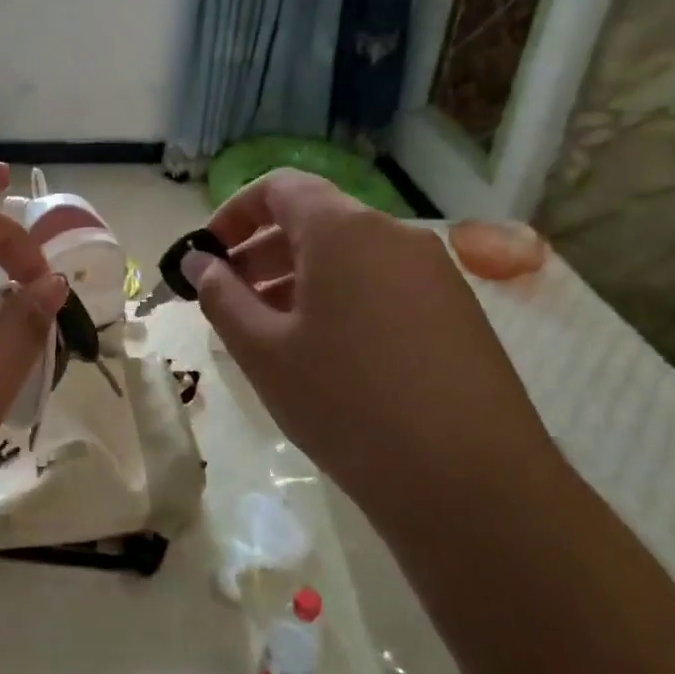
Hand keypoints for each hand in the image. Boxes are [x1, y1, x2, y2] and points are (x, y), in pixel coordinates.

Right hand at [188, 171, 560, 534]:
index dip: (233, 213)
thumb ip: (221, 296)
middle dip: (262, 252)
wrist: (474, 486)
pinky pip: (382, 283)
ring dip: (299, 279)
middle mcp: (394, 235)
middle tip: (229, 300)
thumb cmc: (347, 405)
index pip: (279, 187)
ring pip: (349, 255)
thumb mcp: (263, 351)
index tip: (208, 255)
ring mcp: (434, 273)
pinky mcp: (457, 311)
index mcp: (344, 230)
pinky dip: (341, 298)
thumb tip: (199, 261)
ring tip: (271, 332)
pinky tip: (327, 354)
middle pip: (314, 220)